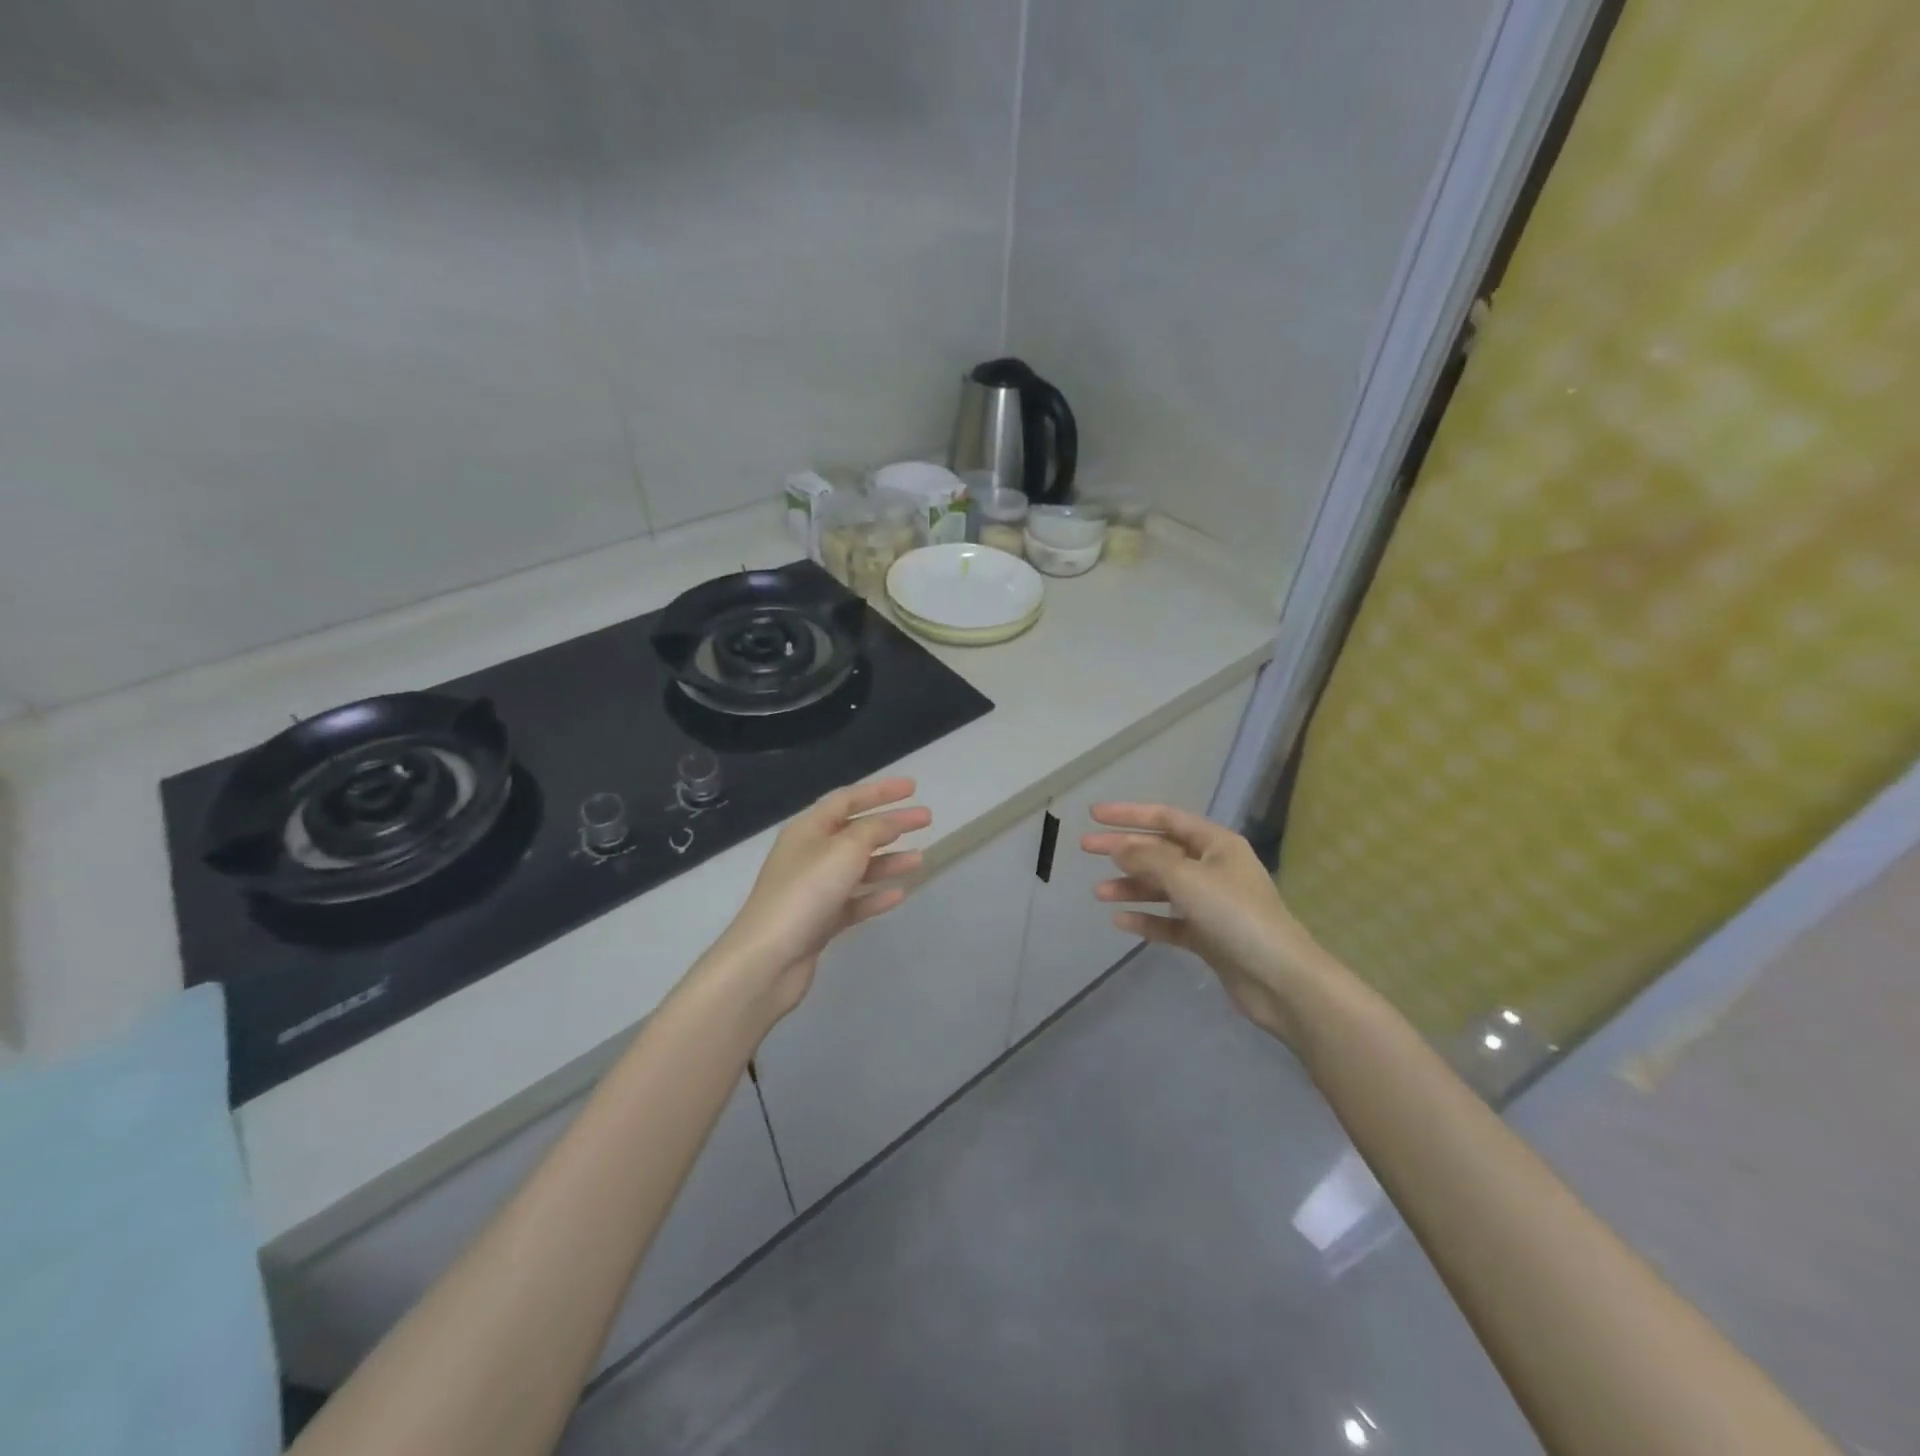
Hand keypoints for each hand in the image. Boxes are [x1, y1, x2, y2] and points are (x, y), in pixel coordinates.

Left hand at [712, 778, 930, 1020]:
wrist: (768, 959)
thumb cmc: (806, 892)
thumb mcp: (845, 850)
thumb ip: (873, 830)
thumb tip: (890, 821)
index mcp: (808, 829)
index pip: (847, 799)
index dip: (880, 790)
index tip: (913, 788)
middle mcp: (809, 854)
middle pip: (856, 831)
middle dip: (891, 824)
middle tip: (926, 820)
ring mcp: (813, 890)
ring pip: (857, 867)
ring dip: (888, 860)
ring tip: (920, 858)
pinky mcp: (819, 921)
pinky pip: (854, 901)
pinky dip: (876, 895)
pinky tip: (899, 894)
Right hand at [1081, 804, 1332, 1044]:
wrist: (1279, 979)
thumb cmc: (1235, 915)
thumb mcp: (1187, 878)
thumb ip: (1148, 859)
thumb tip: (1118, 847)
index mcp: (1216, 844)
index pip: (1166, 818)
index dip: (1129, 814)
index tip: (1094, 815)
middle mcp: (1214, 868)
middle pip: (1160, 852)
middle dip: (1123, 850)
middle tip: (1085, 848)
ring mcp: (1212, 904)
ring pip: (1163, 887)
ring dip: (1131, 887)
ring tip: (1098, 893)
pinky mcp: (1209, 937)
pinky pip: (1170, 921)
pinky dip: (1147, 919)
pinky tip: (1121, 922)